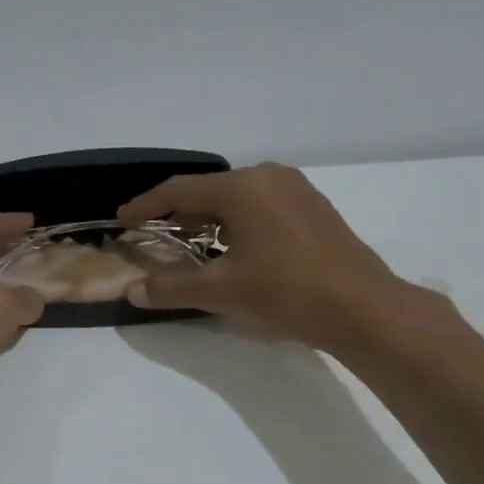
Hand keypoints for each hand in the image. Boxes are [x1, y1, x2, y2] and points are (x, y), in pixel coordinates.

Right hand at [118, 163, 406, 349]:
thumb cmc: (284, 291)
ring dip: (206, 219)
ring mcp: (294, 189)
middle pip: (207, 191)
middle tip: (152, 234)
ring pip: (235, 198)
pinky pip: (258, 206)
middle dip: (176, 213)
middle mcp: (267, 177)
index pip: (178, 191)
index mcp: (241, 188)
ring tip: (187, 244)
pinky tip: (231, 248)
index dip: (146, 206)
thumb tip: (132, 290)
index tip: (123, 220)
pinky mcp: (312, 207)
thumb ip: (171, 288)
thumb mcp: (219, 292)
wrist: (360, 306)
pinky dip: (234, 222)